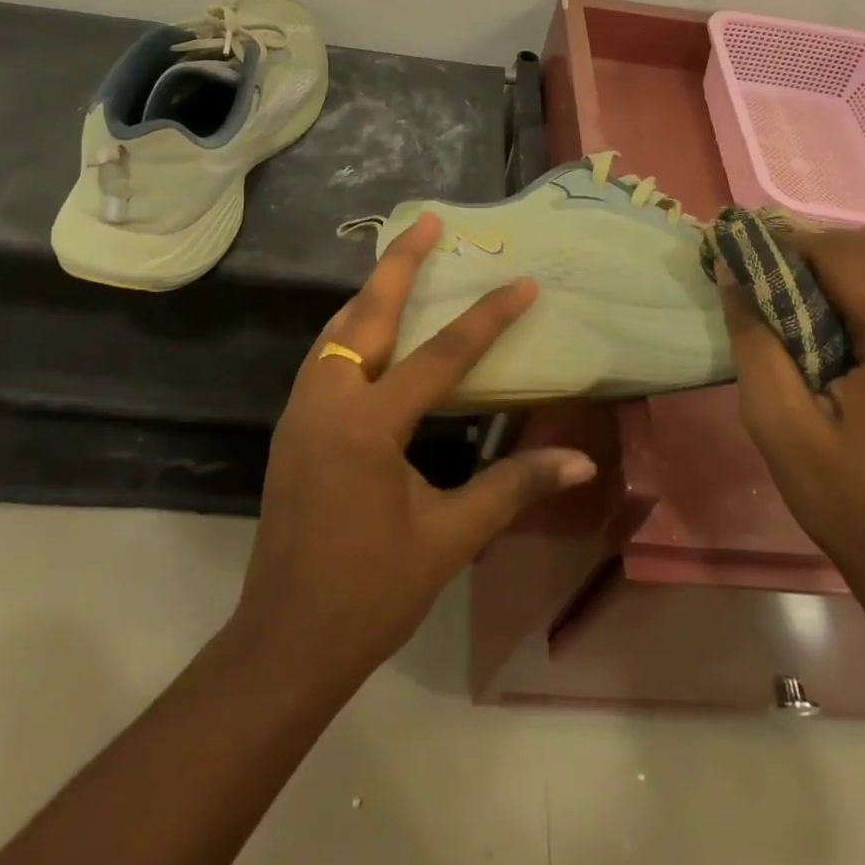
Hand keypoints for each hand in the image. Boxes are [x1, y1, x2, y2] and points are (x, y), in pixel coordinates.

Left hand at [228, 213, 597, 687]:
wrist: (284, 642)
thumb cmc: (370, 592)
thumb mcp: (448, 539)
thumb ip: (512, 488)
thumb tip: (581, 464)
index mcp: (368, 425)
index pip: (440, 356)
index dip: (487, 318)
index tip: (523, 283)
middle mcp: (328, 402)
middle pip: (365, 315)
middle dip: (399, 264)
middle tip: (427, 221)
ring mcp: (301, 412)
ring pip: (336, 332)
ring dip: (370, 294)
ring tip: (401, 265)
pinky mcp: (292, 427)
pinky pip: (323, 357)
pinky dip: (349, 329)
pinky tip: (369, 332)